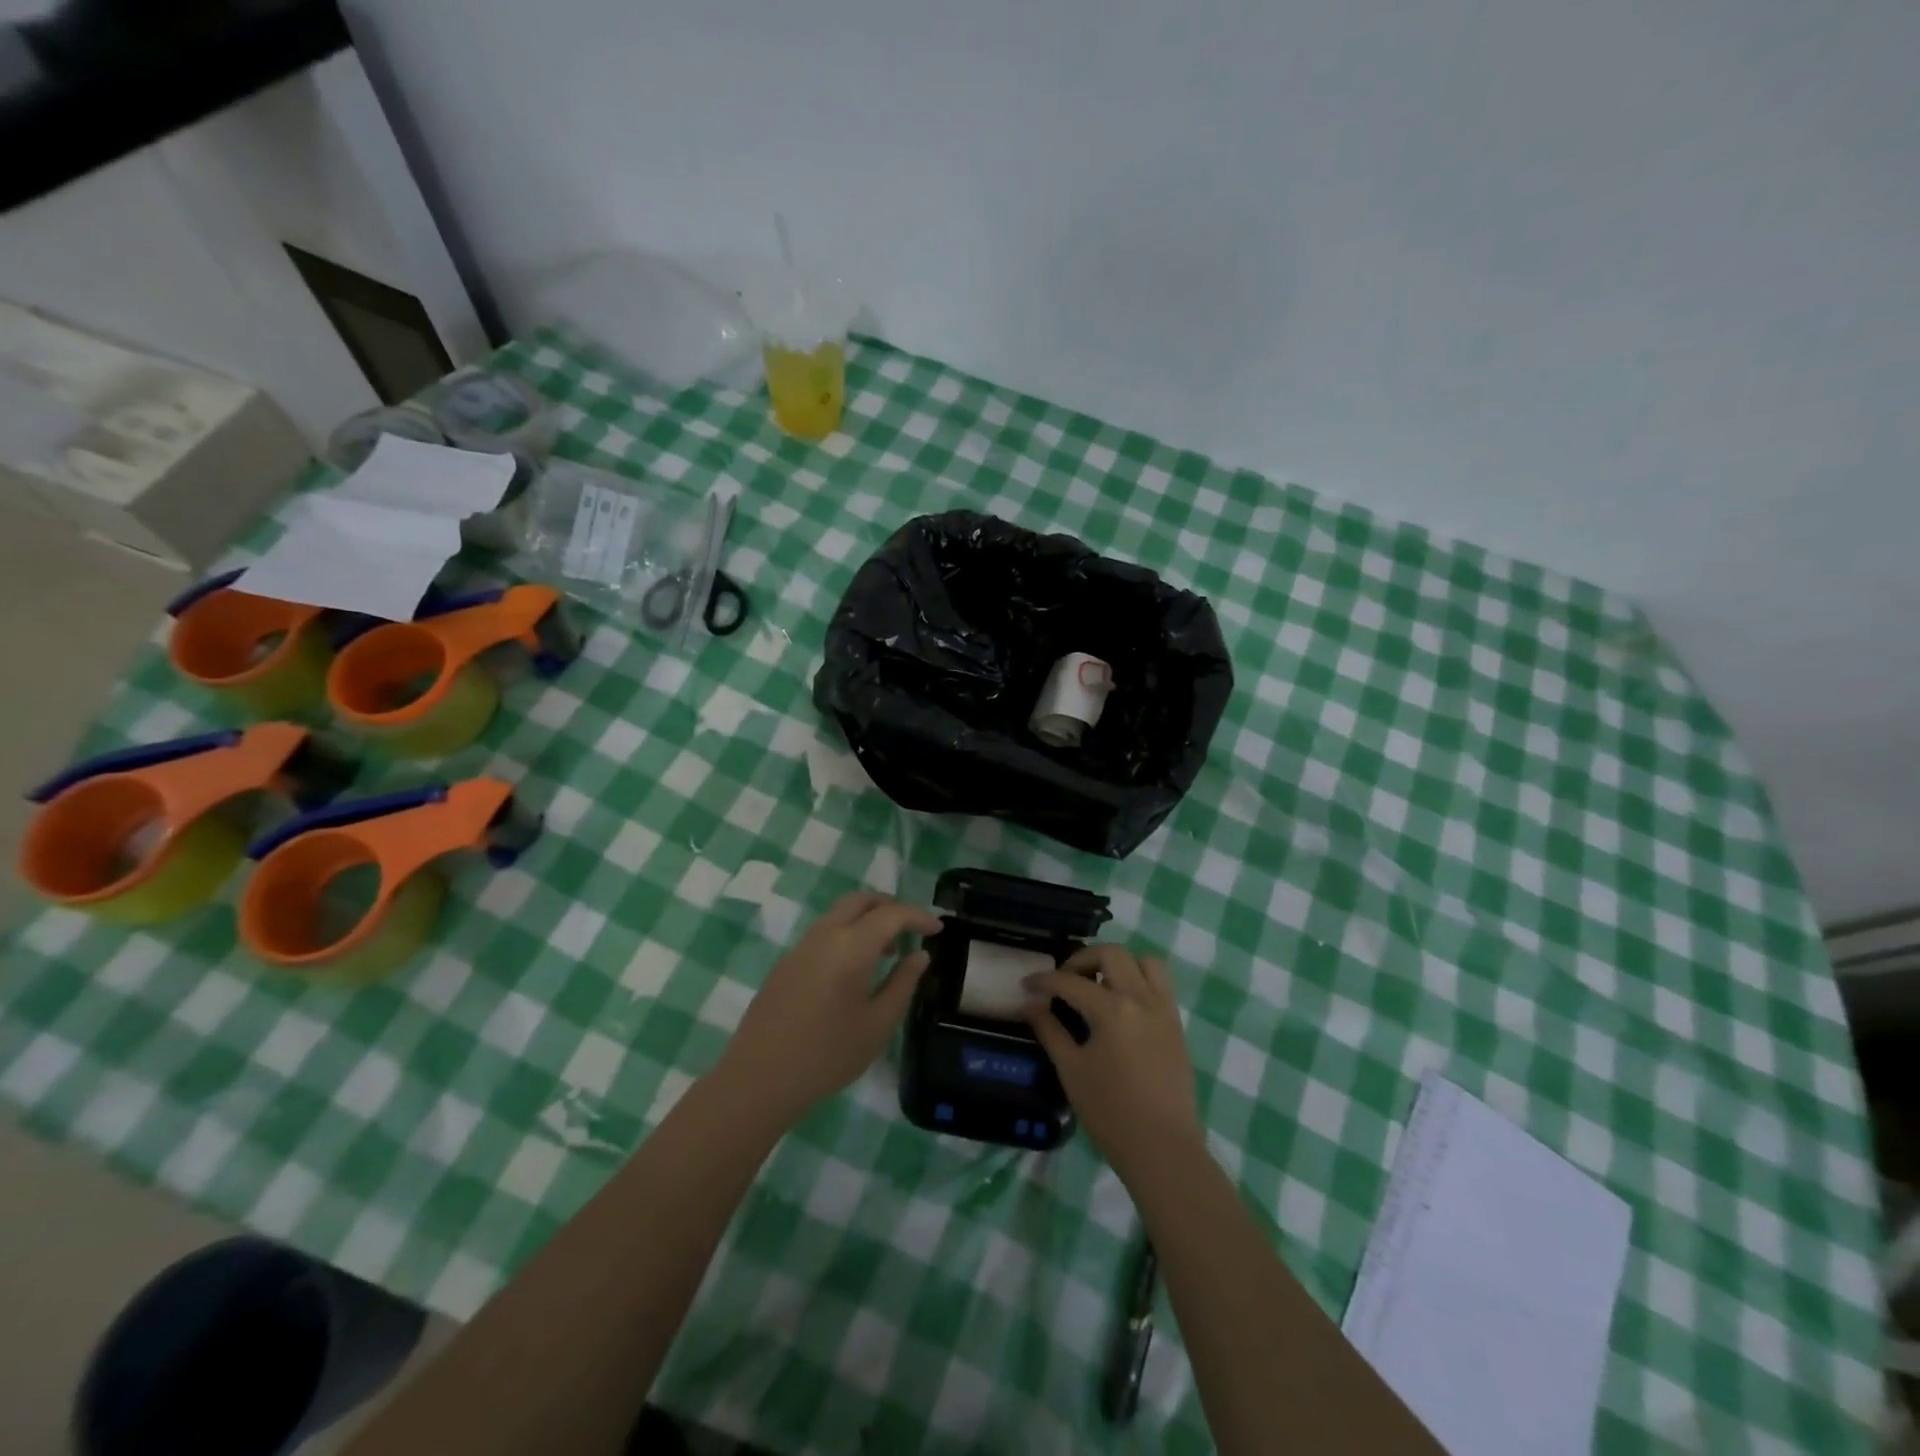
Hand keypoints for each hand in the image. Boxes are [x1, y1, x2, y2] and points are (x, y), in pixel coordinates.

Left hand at [716, 892, 940, 1123]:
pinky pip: (823, 933)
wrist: (759, 1078)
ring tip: (888, 952)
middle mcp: (824, 935)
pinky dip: (847, 935)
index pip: (891, 914)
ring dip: (866, 920)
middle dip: (890, 906)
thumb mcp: (878, 1024)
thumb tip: (919, 955)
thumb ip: (903, 983)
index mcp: (851, 946)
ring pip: (839, 914)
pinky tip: (854, 970)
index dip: (918, 916)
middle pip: (860, 900)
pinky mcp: (786, 963)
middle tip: (912, 927)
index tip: (938, 929)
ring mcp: (801, 947)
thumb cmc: (828, 1054)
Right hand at [1023, 945, 1202, 1182]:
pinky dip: (1139, 980)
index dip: (1044, 980)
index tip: (1027, 985)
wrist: (1162, 1148)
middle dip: (1082, 958)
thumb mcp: (1071, 1070)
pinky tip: (1121, 1005)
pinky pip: (1161, 984)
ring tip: (1099, 984)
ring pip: (1144, 961)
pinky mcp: (1176, 1024)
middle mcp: (1141, 998)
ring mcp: (1163, 1009)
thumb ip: (1049, 1030)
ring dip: (1119, 963)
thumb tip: (1031, 1004)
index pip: (1070, 981)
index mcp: (1112, 1009)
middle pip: (1112, 954)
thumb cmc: (1110, 1112)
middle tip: (1065, 979)